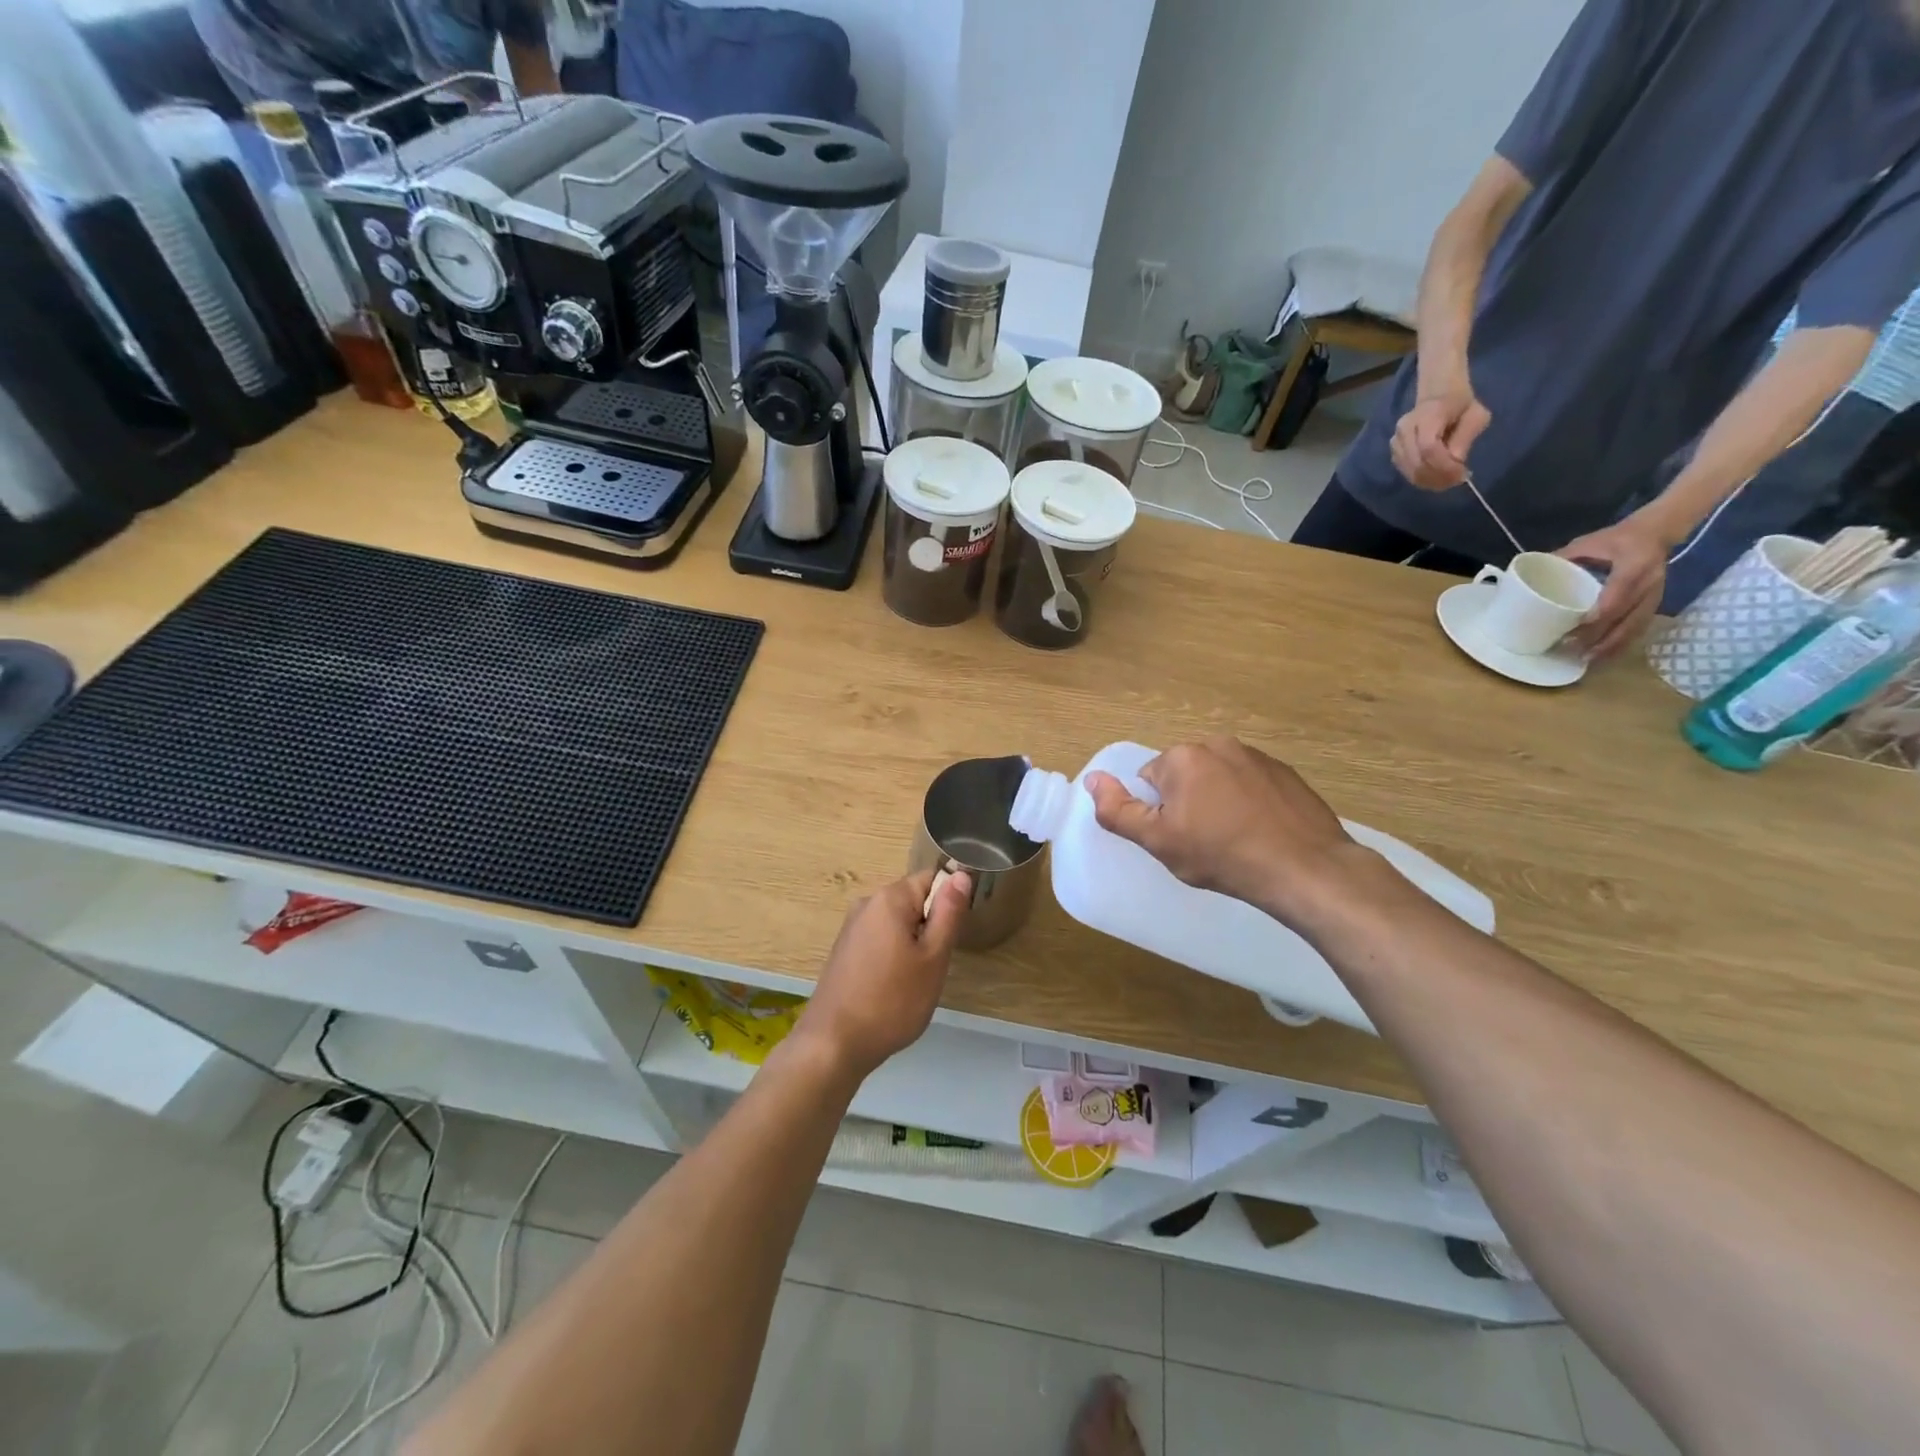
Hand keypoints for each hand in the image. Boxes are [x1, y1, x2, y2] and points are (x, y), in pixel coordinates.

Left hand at [796, 868, 971, 1082]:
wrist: (833, 1044)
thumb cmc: (892, 1001)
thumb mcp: (933, 958)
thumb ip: (949, 912)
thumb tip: (961, 874)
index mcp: (889, 898)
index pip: (931, 878)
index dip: (950, 902)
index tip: (952, 936)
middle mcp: (867, 904)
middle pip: (913, 900)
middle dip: (931, 926)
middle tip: (936, 964)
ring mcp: (852, 928)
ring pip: (898, 923)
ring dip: (913, 944)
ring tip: (915, 980)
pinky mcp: (845, 951)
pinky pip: (880, 939)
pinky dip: (894, 956)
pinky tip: (893, 987)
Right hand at [1084, 737, 1361, 925]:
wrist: (1303, 868)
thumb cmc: (1221, 855)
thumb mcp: (1158, 841)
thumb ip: (1117, 810)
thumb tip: (1091, 779)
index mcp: (1183, 756)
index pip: (1150, 780)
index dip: (1158, 812)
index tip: (1178, 838)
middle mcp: (1218, 744)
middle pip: (1184, 775)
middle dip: (1187, 803)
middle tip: (1203, 842)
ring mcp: (1257, 756)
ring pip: (1219, 779)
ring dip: (1218, 802)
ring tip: (1234, 839)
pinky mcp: (1286, 773)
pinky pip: (1252, 785)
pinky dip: (1250, 804)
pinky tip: (1260, 833)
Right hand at [1391, 389, 1492, 490]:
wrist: (1437, 395)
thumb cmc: (1461, 405)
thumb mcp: (1476, 415)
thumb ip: (1466, 437)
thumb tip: (1455, 461)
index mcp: (1428, 415)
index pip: (1428, 447)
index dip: (1443, 465)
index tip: (1461, 474)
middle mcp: (1405, 429)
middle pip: (1416, 462)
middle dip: (1438, 477)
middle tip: (1456, 481)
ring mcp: (1396, 441)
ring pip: (1409, 470)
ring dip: (1430, 481)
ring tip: (1448, 481)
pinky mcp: (1395, 451)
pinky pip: (1406, 472)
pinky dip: (1421, 479)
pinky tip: (1436, 477)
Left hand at [1557, 514, 1670, 659]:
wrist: (1657, 533)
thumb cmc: (1616, 538)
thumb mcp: (1588, 543)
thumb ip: (1562, 557)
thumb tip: (1527, 573)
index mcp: (1634, 566)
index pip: (1618, 595)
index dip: (1600, 614)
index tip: (1577, 627)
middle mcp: (1649, 584)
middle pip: (1625, 617)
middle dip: (1600, 637)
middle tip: (1573, 650)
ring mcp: (1655, 595)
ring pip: (1635, 627)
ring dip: (1611, 646)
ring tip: (1587, 660)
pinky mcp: (1656, 604)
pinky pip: (1639, 628)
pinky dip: (1621, 643)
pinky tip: (1604, 655)